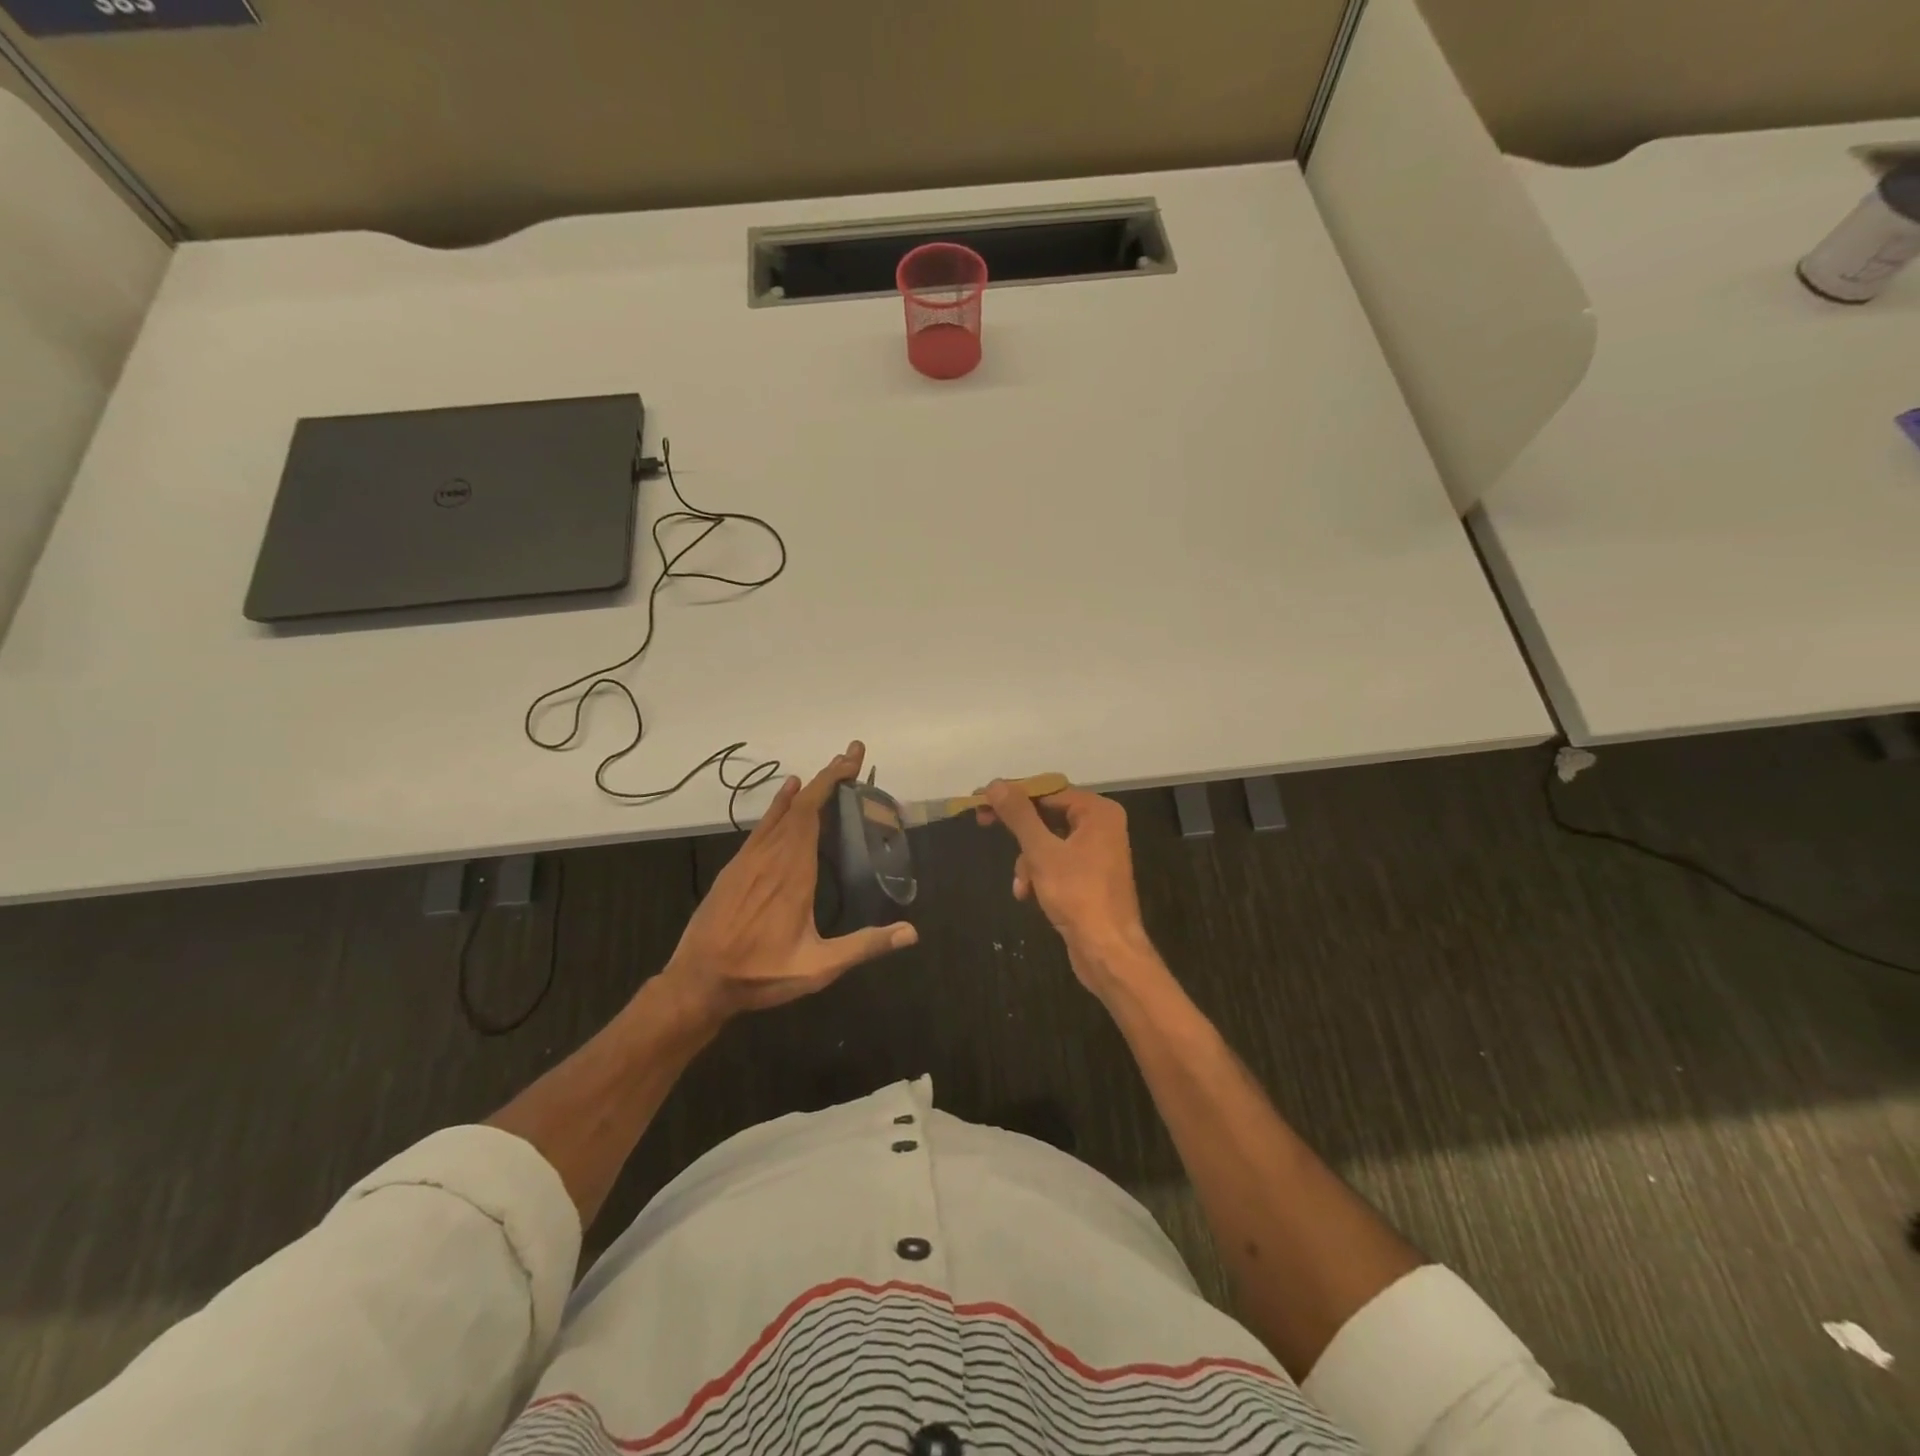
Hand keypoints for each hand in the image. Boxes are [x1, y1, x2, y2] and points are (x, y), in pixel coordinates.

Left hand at [660, 741, 916, 1023]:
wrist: (698, 982)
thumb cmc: (760, 974)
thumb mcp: (818, 968)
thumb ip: (864, 946)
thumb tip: (911, 932)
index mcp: (794, 873)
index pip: (813, 813)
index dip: (832, 782)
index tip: (852, 760)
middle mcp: (771, 856)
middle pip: (801, 804)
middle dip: (828, 777)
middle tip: (851, 756)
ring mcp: (749, 859)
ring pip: (781, 812)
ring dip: (806, 789)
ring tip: (829, 771)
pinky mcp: (736, 867)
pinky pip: (762, 826)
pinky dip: (779, 805)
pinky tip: (788, 793)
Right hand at [978, 781, 1157, 996]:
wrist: (1108, 951)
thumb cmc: (1078, 895)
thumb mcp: (1042, 852)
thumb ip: (1019, 816)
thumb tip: (996, 784)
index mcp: (1097, 812)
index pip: (1047, 790)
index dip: (1013, 795)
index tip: (980, 800)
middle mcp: (1101, 826)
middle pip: (1048, 814)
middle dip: (1020, 831)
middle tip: (982, 823)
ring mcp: (1097, 852)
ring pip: (1048, 842)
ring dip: (1027, 861)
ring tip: (1021, 884)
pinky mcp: (1090, 877)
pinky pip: (1056, 862)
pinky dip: (1039, 875)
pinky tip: (1027, 894)